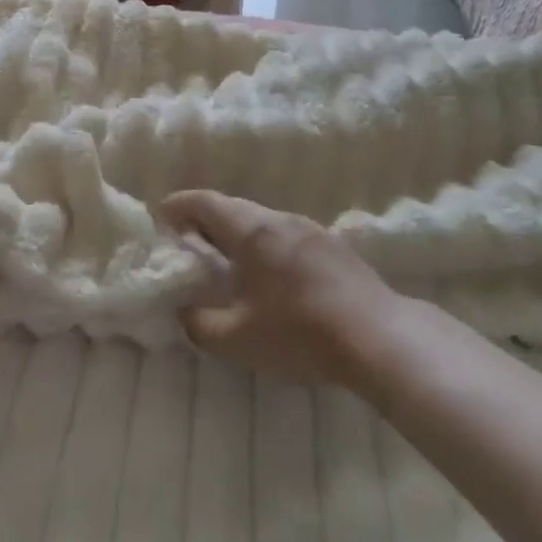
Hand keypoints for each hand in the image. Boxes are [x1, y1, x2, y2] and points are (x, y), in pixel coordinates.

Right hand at [160, 191, 401, 389]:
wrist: (381, 338)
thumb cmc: (301, 333)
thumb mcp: (238, 338)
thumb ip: (201, 324)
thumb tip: (184, 312)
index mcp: (252, 230)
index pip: (206, 203)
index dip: (179, 206)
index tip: (160, 216)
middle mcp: (280, 219)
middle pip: (234, 209)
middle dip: (205, 221)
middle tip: (187, 242)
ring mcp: (311, 230)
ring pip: (262, 221)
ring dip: (237, 234)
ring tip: (225, 260)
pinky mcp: (334, 248)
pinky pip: (286, 236)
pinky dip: (264, 246)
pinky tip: (268, 275)